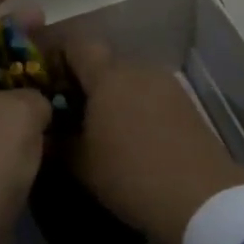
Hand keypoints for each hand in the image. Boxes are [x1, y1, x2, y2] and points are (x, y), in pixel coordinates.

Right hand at [56, 35, 243, 243]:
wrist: (201, 198)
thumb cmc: (131, 174)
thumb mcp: (81, 164)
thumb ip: (56, 142)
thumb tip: (42, 132)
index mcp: (107, 75)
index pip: (76, 44)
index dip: (56, 55)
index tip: (42, 77)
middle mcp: (137, 69)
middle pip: (103, 62)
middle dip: (83, 80)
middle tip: (66, 108)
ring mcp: (165, 84)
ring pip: (128, 79)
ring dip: (111, 95)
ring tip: (98, 127)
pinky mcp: (185, 104)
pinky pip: (149, 95)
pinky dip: (134, 107)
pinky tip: (130, 137)